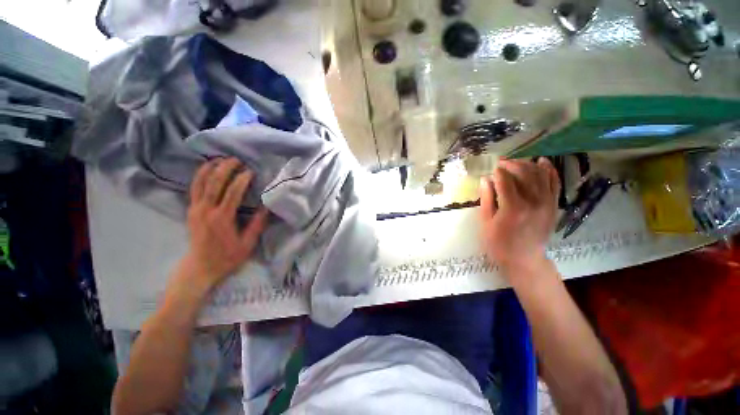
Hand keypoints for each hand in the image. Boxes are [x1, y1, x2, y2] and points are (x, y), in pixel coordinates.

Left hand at [179, 158, 267, 291]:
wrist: (200, 268)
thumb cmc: (227, 257)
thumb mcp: (247, 244)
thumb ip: (257, 224)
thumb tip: (267, 206)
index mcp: (222, 218)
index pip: (232, 192)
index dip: (242, 179)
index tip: (251, 171)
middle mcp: (206, 210)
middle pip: (214, 182)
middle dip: (225, 168)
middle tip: (236, 159)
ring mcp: (195, 209)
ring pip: (199, 182)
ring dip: (209, 168)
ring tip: (220, 159)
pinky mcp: (190, 210)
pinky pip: (193, 188)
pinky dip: (199, 175)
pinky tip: (206, 169)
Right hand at [479, 158, 559, 274]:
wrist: (524, 259)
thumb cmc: (499, 243)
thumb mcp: (486, 222)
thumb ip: (486, 199)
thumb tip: (485, 179)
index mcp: (513, 207)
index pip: (505, 180)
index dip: (497, 171)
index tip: (491, 168)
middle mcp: (533, 201)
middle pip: (524, 173)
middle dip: (511, 164)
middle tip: (501, 163)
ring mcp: (547, 203)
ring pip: (540, 175)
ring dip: (527, 165)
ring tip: (516, 163)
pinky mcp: (553, 206)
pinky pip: (554, 183)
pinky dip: (549, 171)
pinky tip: (542, 162)